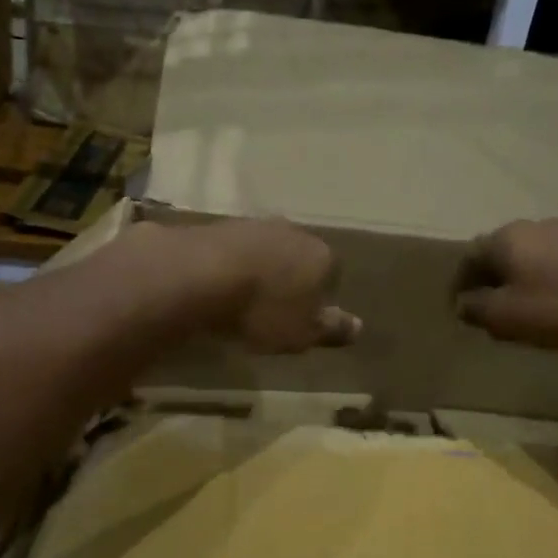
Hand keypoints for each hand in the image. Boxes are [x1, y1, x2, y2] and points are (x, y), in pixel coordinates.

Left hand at [187, 219, 361, 353]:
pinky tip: (217, 288)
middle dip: (290, 279)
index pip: (333, 273)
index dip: (321, 297)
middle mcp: (292, 231)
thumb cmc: (263, 310)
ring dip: (259, 271)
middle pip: (298, 257)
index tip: (305, 318)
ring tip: (243, 301)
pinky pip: (233, 251)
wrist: (198, 275)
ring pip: (265, 251)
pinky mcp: (218, 227)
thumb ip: (331, 329)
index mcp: (321, 255)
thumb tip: (359, 327)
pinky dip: (230, 267)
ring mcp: (253, 225)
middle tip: (274, 310)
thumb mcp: (302, 332)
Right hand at [454, 218, 557, 350]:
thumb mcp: (504, 316)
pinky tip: (555, 301)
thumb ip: (475, 308)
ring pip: (529, 256)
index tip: (458, 308)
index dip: (459, 284)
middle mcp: (532, 226)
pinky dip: (546, 279)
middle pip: (498, 253)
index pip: (468, 258)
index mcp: (504, 238)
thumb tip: (462, 303)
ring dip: (519, 278)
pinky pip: (555, 262)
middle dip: (490, 279)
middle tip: (488, 308)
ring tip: (521, 307)